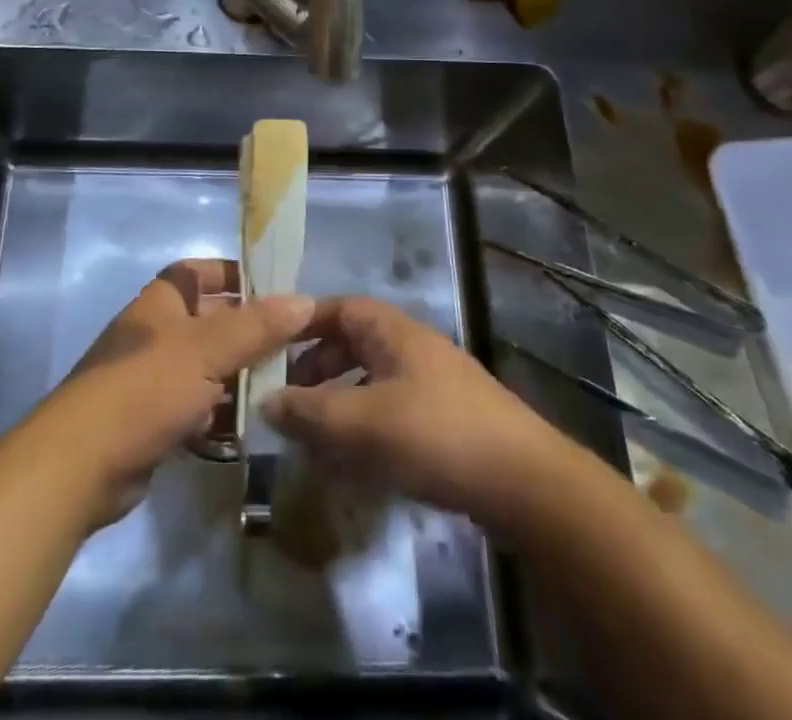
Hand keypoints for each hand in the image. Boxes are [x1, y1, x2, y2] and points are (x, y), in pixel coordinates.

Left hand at [36, 259, 313, 529]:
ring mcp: (151, 379)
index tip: (272, 286)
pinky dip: (219, 415)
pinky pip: (195, 408)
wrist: (81, 464)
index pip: (198, 272)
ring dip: (237, 377)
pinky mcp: (151, 421)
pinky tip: (249, 427)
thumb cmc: (145, 388)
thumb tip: (305, 300)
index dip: (232, 274)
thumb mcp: (207, 350)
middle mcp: (155, 334)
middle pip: (209, 322)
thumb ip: (257, 326)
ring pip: (205, 368)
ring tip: (281, 388)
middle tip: (293, 345)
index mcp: (161, 303)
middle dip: (246, 332)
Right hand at [262, 296, 557, 524]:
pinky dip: (365, 424)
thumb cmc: (435, 435)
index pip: (337, 308)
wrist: (526, 483)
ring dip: (339, 399)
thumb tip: (265, 401)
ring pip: (370, 377)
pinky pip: (391, 407)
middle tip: (288, 398)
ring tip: (315, 434)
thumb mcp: (362, 422)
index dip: (302, 322)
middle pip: (352, 342)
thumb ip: (310, 411)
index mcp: (391, 330)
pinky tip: (356, 460)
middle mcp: (411, 345)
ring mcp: (432, 381)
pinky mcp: (446, 418)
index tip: (270, 346)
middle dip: (316, 367)